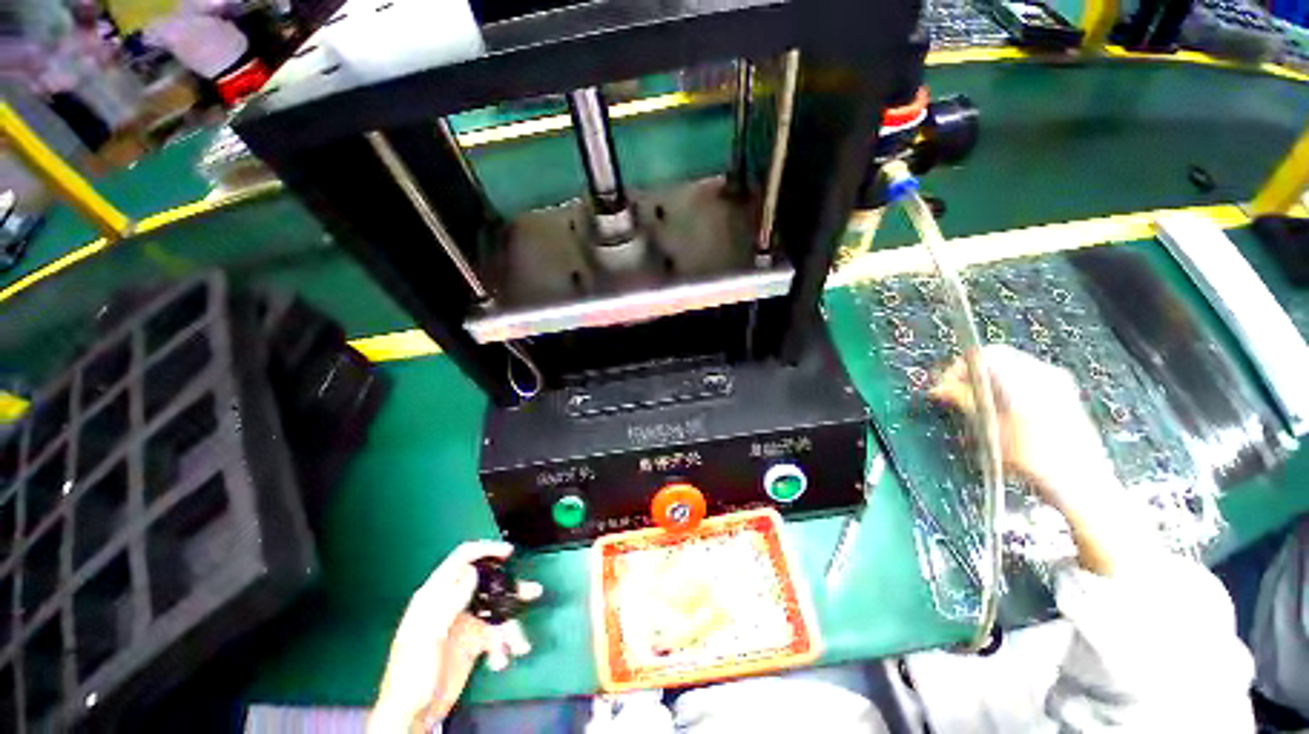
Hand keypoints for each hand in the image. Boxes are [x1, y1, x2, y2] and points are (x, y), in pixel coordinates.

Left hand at [370, 541, 541, 732]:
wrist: (413, 717)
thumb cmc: (411, 675)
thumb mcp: (426, 637)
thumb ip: (448, 602)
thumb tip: (472, 571)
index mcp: (435, 597)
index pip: (461, 561)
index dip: (484, 551)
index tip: (508, 553)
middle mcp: (452, 605)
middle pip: (486, 584)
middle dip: (510, 589)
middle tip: (531, 592)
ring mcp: (464, 624)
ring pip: (496, 611)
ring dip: (510, 626)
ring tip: (518, 643)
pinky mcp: (473, 643)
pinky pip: (496, 635)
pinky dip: (504, 646)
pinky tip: (500, 660)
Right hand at [930, 344, 1116, 511]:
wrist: (1082, 483)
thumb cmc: (1035, 459)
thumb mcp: (991, 430)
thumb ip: (966, 401)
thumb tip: (940, 387)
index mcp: (1025, 379)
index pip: (984, 355)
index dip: (959, 368)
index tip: (946, 387)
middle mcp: (1043, 373)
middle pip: (997, 358)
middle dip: (973, 376)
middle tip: (957, 397)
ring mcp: (1056, 382)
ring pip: (1010, 368)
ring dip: (988, 383)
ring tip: (980, 408)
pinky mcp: (1062, 393)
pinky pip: (1024, 377)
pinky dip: (1006, 387)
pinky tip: (1003, 412)